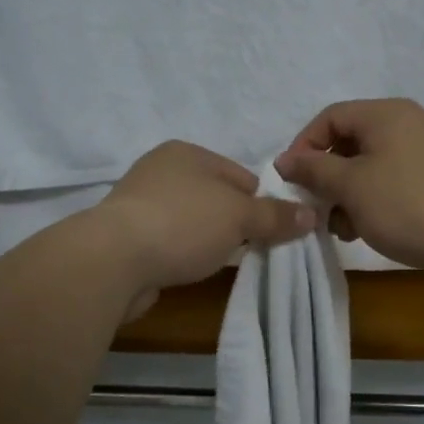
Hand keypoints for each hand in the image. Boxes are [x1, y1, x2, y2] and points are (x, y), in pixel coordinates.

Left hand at [95, 141, 315, 316]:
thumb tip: (310, 214)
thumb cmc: (183, 223)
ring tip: (219, 263)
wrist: (113, 260)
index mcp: (186, 153)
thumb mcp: (239, 217)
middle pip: (215, 198)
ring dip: (206, 240)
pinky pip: (169, 242)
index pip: (239, 174)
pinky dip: (181, 254)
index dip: (260, 202)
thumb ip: (275, 216)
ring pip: (191, 221)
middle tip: (252, 250)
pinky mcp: (126, 236)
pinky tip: (187, 270)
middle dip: (234, 223)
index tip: (272, 230)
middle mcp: (160, 170)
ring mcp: (139, 204)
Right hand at [274, 99, 423, 273]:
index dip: (304, 146)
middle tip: (317, 209)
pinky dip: (372, 199)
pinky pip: (392, 179)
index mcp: (386, 114)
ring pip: (370, 165)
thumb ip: (313, 169)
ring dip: (347, 194)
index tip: (292, 181)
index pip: (330, 117)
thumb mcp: (350, 186)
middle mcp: (408, 122)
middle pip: (350, 141)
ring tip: (343, 228)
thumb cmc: (406, 205)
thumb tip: (285, 160)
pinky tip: (367, 228)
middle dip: (327, 177)